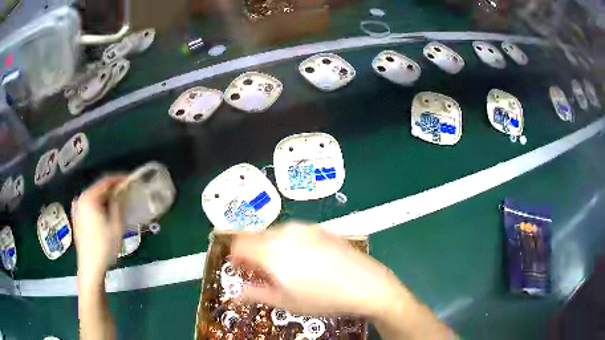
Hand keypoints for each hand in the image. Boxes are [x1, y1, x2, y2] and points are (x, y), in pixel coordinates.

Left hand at [73, 176, 124, 284]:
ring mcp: (77, 208)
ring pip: (94, 196)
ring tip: (117, 202)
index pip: (106, 181)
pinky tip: (105, 212)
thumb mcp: (116, 225)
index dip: (119, 179)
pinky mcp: (77, 217)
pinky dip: (98, 204)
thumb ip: (119, 203)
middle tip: (126, 192)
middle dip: (112, 188)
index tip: (131, 180)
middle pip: (98, 188)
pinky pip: (89, 205)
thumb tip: (122, 191)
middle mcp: (80, 198)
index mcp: (89, 197)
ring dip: (105, 197)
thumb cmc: (105, 246)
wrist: (91, 267)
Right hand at [231, 222, 405, 316]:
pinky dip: (289, 242)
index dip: (236, 257)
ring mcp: (305, 228)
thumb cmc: (323, 298)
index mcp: (271, 251)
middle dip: (253, 253)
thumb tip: (235, 291)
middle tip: (265, 273)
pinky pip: (294, 232)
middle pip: (255, 236)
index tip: (243, 269)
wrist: (365, 284)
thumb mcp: (285, 302)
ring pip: (274, 233)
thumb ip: (254, 293)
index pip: (239, 243)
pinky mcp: (320, 229)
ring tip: (287, 267)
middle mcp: (285, 233)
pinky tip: (306, 260)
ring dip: (271, 247)